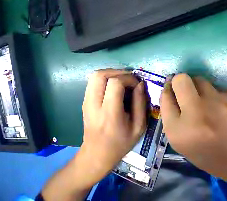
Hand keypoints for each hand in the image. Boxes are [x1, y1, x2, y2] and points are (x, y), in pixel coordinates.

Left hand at [80, 69, 146, 183]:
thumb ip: (140, 103)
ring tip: (124, 80)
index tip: (136, 85)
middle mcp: (93, 104)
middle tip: (130, 79)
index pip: (115, 83)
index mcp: (109, 113)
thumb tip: (140, 84)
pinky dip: (107, 78)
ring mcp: (86, 102)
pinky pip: (94, 81)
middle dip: (119, 72)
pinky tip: (116, 86)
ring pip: (95, 75)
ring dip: (112, 73)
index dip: (128, 79)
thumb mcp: (139, 126)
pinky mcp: (85, 101)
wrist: (96, 155)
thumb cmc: (120, 143)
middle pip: (101, 75)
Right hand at [160, 74, 226, 191]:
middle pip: (180, 80)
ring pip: (198, 79)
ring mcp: (218, 104)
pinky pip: (216, 87)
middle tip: (184, 89)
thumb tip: (169, 89)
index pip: (165, 97)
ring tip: (205, 101)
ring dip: (196, 86)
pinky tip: (222, 107)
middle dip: (178, 81)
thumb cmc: (210, 155)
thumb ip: (170, 115)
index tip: (172, 90)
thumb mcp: (182, 142)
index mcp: (178, 131)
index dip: (167, 91)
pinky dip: (214, 94)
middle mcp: (196, 114)